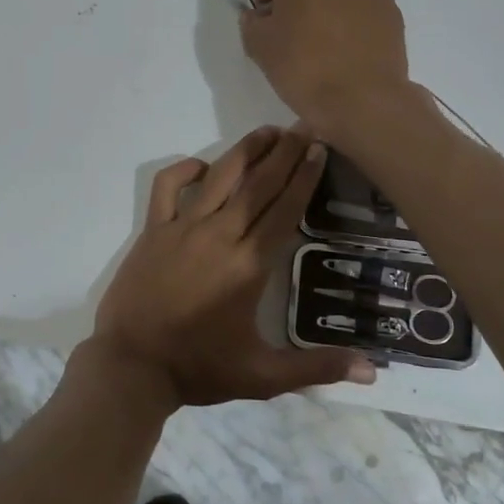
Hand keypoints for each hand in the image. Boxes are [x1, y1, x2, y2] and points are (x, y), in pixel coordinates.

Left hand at [84, 126, 375, 412]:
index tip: (319, 148)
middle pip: (258, 184)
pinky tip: (203, 166)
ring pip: (220, 177)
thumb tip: (372, 371)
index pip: (285, 209)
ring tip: (268, 131)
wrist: (131, 366)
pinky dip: (185, 170)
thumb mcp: (263, 377)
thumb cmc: (199, 369)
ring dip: (246, 150)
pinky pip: (167, 187)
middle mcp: (220, 236)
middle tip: (305, 125)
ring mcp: (182, 228)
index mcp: (249, 265)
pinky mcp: (153, 230)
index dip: (305, 176)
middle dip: (285, 152)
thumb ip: (318, 368)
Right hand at [240, 0, 411, 139]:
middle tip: (287, 24)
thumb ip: (252, 22)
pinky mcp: (393, 10)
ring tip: (316, 37)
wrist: (363, 99)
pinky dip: (349, 17)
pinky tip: (341, 47)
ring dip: (325, 2)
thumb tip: (259, 17)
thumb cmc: (303, 64)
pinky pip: (362, 5)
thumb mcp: (259, 44)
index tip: (262, 16)